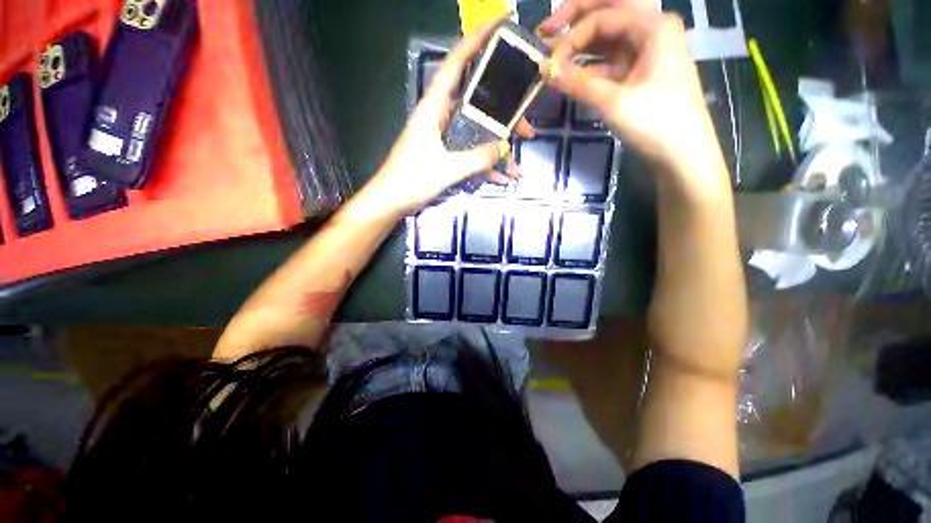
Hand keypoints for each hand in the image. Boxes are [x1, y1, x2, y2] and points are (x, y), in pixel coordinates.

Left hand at [368, 23, 529, 215]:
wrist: (391, 202)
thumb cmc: (411, 180)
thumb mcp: (447, 169)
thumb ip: (476, 159)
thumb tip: (503, 149)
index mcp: (434, 108)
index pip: (455, 65)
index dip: (475, 42)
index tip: (499, 27)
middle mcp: (440, 117)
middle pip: (476, 104)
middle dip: (504, 114)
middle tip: (526, 126)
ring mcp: (443, 138)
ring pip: (477, 134)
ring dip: (497, 149)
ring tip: (517, 163)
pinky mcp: (445, 155)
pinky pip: (470, 155)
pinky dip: (485, 166)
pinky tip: (501, 178)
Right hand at [539, 0, 725, 187]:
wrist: (683, 154)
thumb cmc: (657, 123)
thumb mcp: (615, 102)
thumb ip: (579, 83)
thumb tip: (545, 70)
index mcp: (653, 26)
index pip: (603, 17)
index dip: (571, 37)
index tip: (548, 61)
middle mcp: (652, 30)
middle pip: (609, 12)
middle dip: (576, 19)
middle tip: (547, 29)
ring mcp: (647, 53)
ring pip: (608, 37)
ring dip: (581, 44)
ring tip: (555, 56)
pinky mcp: (641, 74)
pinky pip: (610, 62)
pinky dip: (590, 67)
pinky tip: (573, 76)